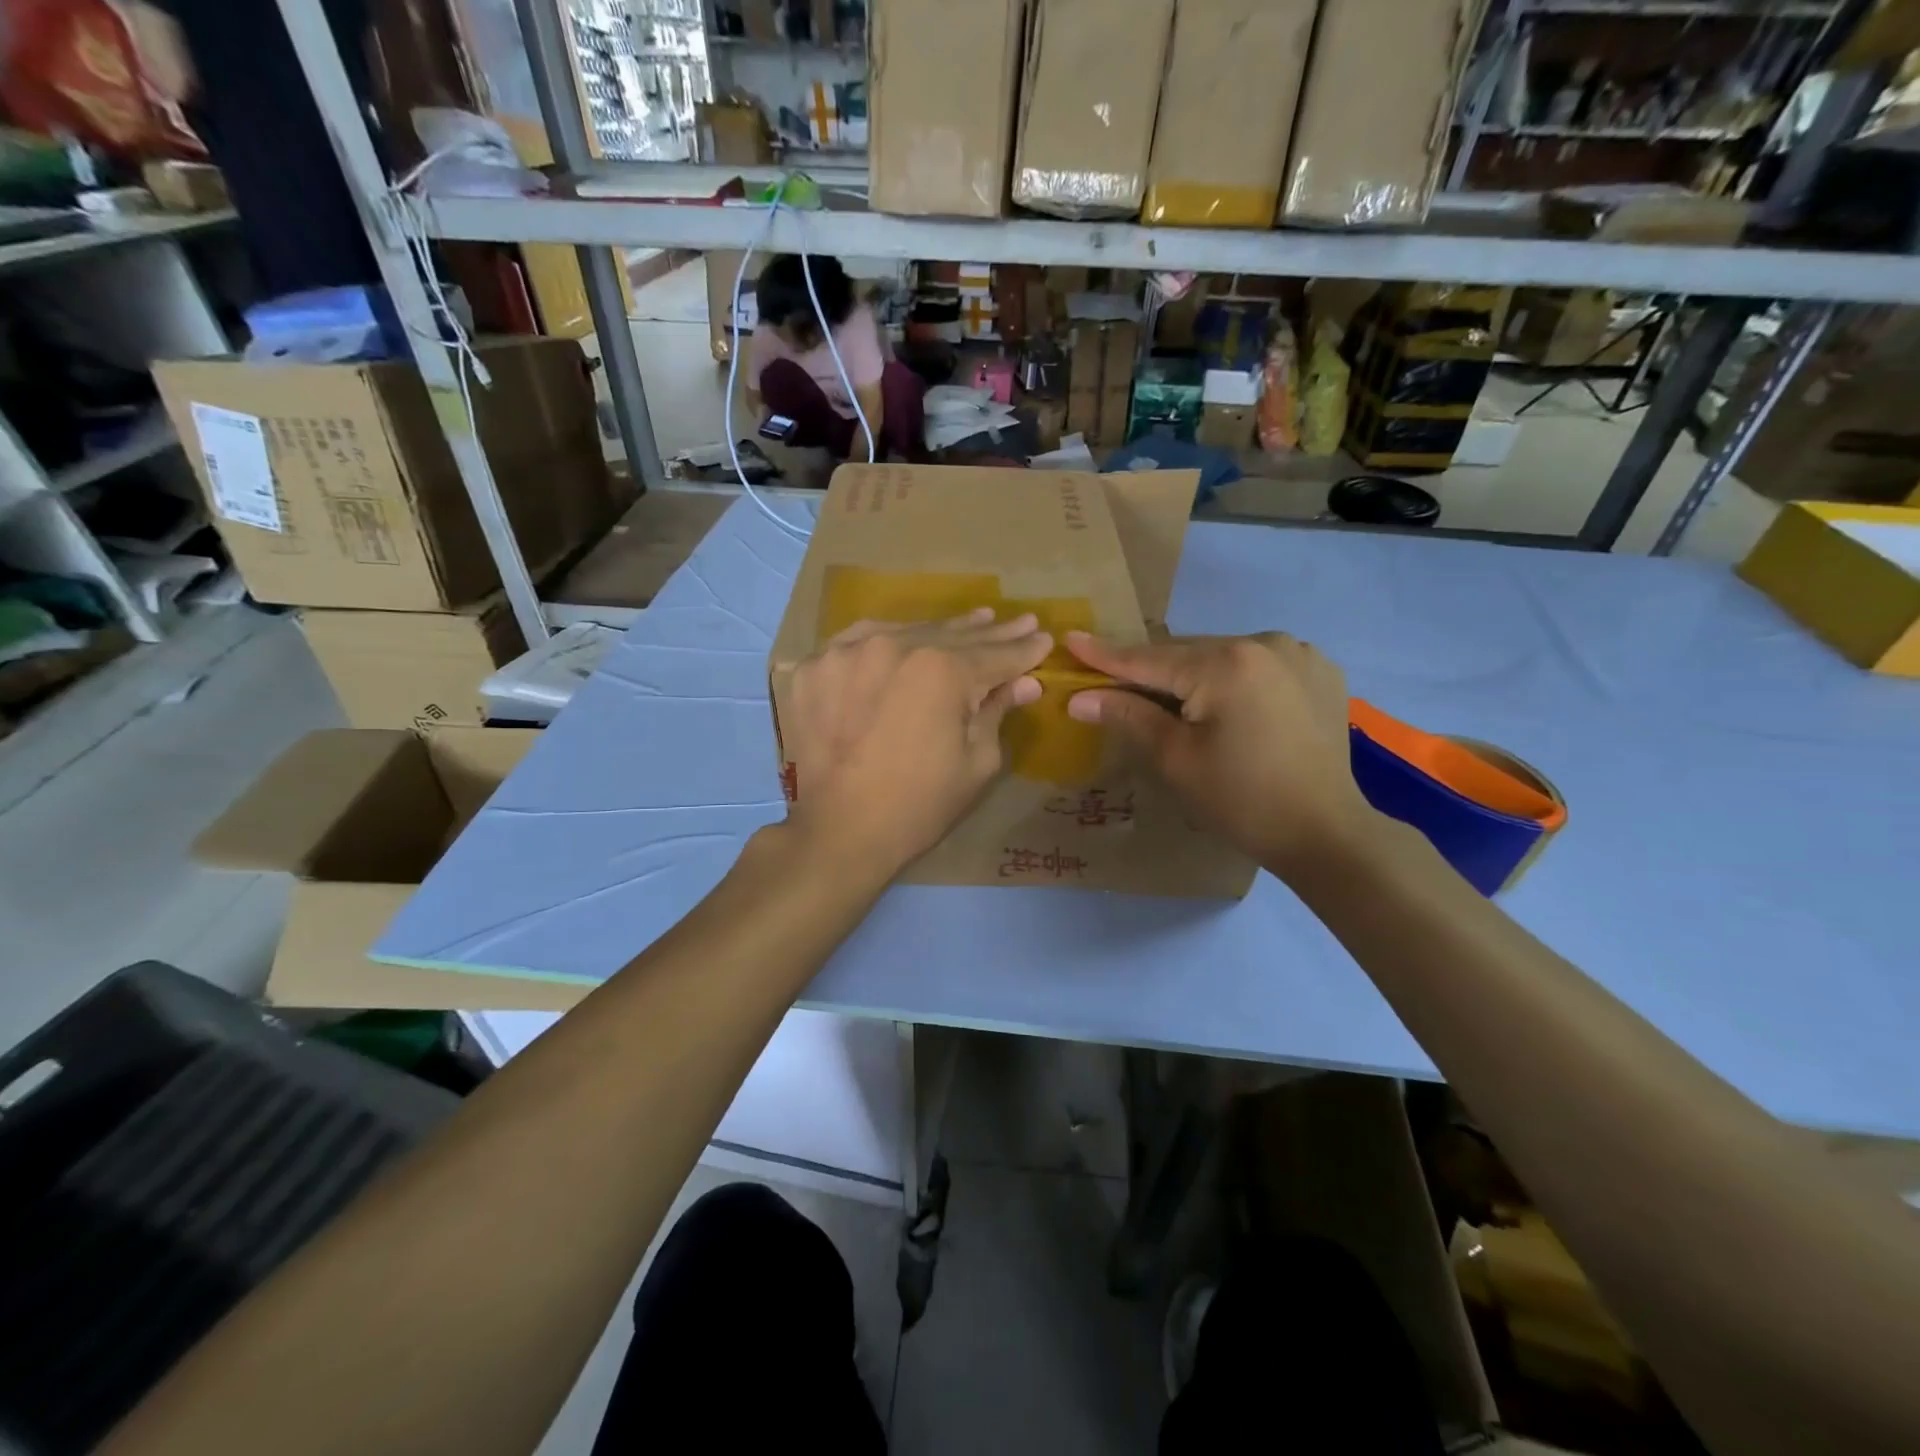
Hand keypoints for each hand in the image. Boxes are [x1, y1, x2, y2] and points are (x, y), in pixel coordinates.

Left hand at [784, 609, 1052, 881]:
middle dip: (989, 633)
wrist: (837, 834)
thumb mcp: (976, 763)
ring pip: (904, 632)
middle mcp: (892, 646)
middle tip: (1018, 622)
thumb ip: (997, 712)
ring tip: (972, 621)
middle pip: (950, 636)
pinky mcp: (811, 668)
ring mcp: (845, 652)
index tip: (1043, 638)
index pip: (994, 654)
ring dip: (940, 631)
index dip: (1023, 650)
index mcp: (941, 670)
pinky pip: (857, 642)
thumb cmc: (918, 806)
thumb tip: (1024, 684)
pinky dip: (886, 641)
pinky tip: (904, 638)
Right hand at [1064, 631, 1378, 878]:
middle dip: (1153, 672)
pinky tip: (1232, 705)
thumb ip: (1128, 716)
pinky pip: (1260, 666)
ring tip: (1177, 705)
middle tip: (1115, 686)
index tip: (1070, 640)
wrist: (1326, 834)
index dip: (1105, 655)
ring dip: (1196, 675)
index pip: (1149, 659)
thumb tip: (1079, 698)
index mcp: (1225, 663)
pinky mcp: (1321, 671)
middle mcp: (1265, 642)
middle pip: (1188, 654)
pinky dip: (1236, 680)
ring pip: (1224, 657)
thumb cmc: (1241, 800)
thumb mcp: (1175, 759)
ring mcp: (1299, 653)